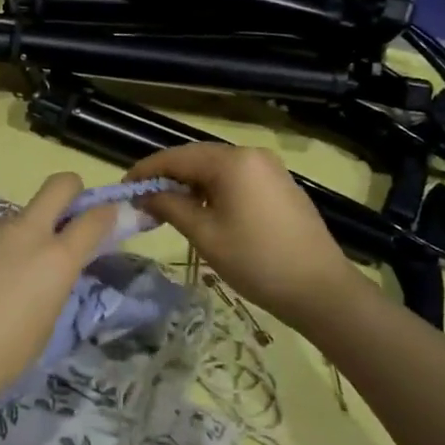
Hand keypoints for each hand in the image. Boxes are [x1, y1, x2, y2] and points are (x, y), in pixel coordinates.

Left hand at [0, 173, 115, 420]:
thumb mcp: (43, 327)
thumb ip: (52, 286)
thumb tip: (50, 269)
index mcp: (56, 260)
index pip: (96, 219)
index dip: (107, 214)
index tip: (107, 218)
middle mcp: (26, 232)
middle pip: (60, 185)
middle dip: (70, 191)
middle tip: (62, 215)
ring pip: (11, 219)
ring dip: (11, 239)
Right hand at [126, 143, 363, 330]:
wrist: (322, 290)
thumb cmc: (257, 261)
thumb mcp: (205, 235)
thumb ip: (170, 207)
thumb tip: (144, 194)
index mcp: (231, 161)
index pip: (175, 157)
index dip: (146, 171)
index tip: (123, 187)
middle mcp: (251, 154)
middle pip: (196, 158)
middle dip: (167, 176)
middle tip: (141, 199)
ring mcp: (269, 168)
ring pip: (216, 168)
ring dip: (189, 184)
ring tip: (167, 207)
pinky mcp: (279, 185)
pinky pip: (236, 178)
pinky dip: (213, 189)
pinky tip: (202, 211)